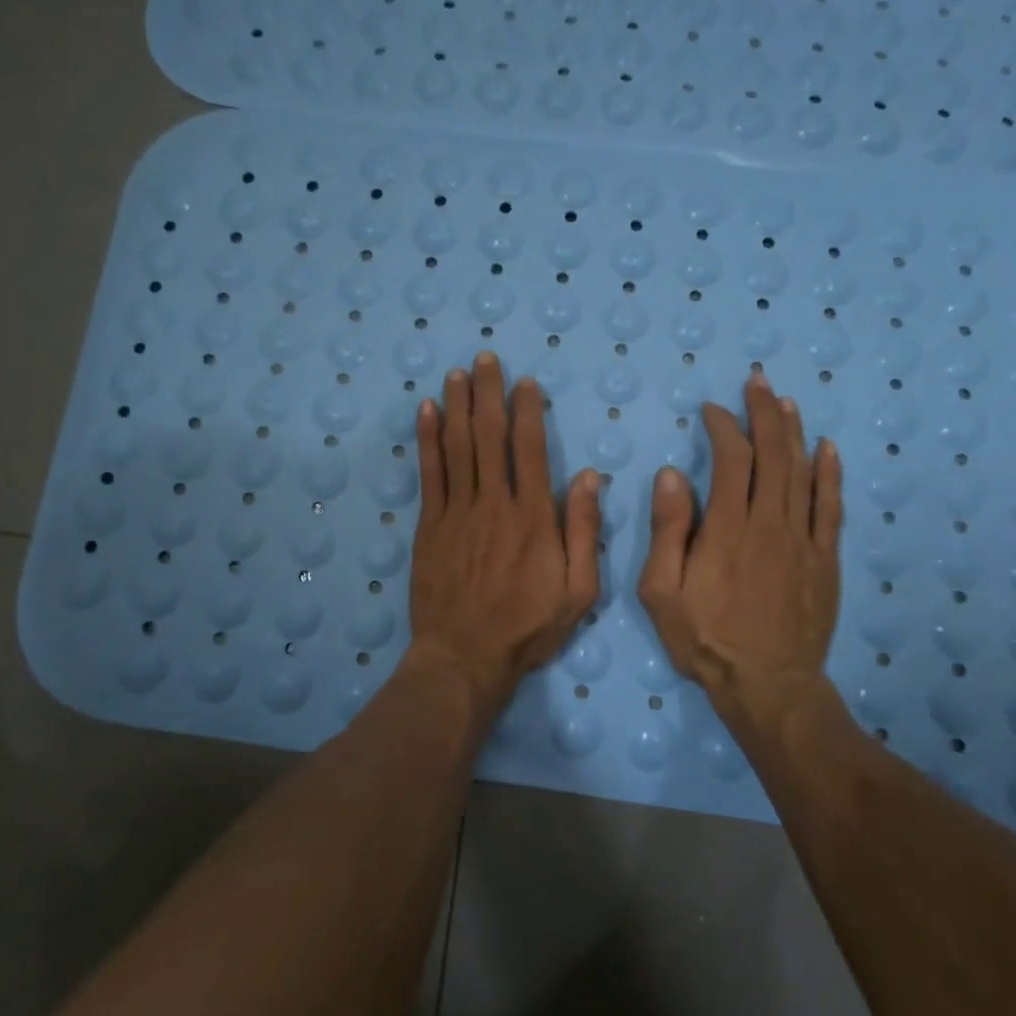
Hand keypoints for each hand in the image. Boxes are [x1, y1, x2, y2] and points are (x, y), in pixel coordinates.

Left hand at [409, 352, 601, 718]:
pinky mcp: (429, 526)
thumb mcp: (578, 592)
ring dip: (458, 405)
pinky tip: (428, 411)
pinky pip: (429, 473)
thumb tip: (587, 476)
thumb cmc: (527, 628)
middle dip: (489, 393)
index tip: (525, 383)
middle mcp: (493, 504)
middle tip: (485, 358)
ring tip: (458, 372)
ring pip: (458, 446)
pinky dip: (428, 439)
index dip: (527, 411)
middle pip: (490, 436)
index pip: (530, 449)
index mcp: (533, 518)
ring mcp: (456, 512)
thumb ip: (583, 532)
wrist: (464, 657)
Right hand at [637, 373, 844, 742]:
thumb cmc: (704, 639)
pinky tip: (827, 449)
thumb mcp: (661, 590)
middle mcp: (770, 523)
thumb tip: (672, 474)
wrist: (768, 686)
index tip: (711, 410)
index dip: (723, 427)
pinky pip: (831, 508)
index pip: (731, 459)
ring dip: (794, 432)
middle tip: (758, 382)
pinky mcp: (826, 560)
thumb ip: (668, 529)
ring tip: (786, 401)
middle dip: (764, 413)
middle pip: (773, 454)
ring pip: (803, 473)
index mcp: (727, 528)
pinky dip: (830, 474)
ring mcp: (804, 541)